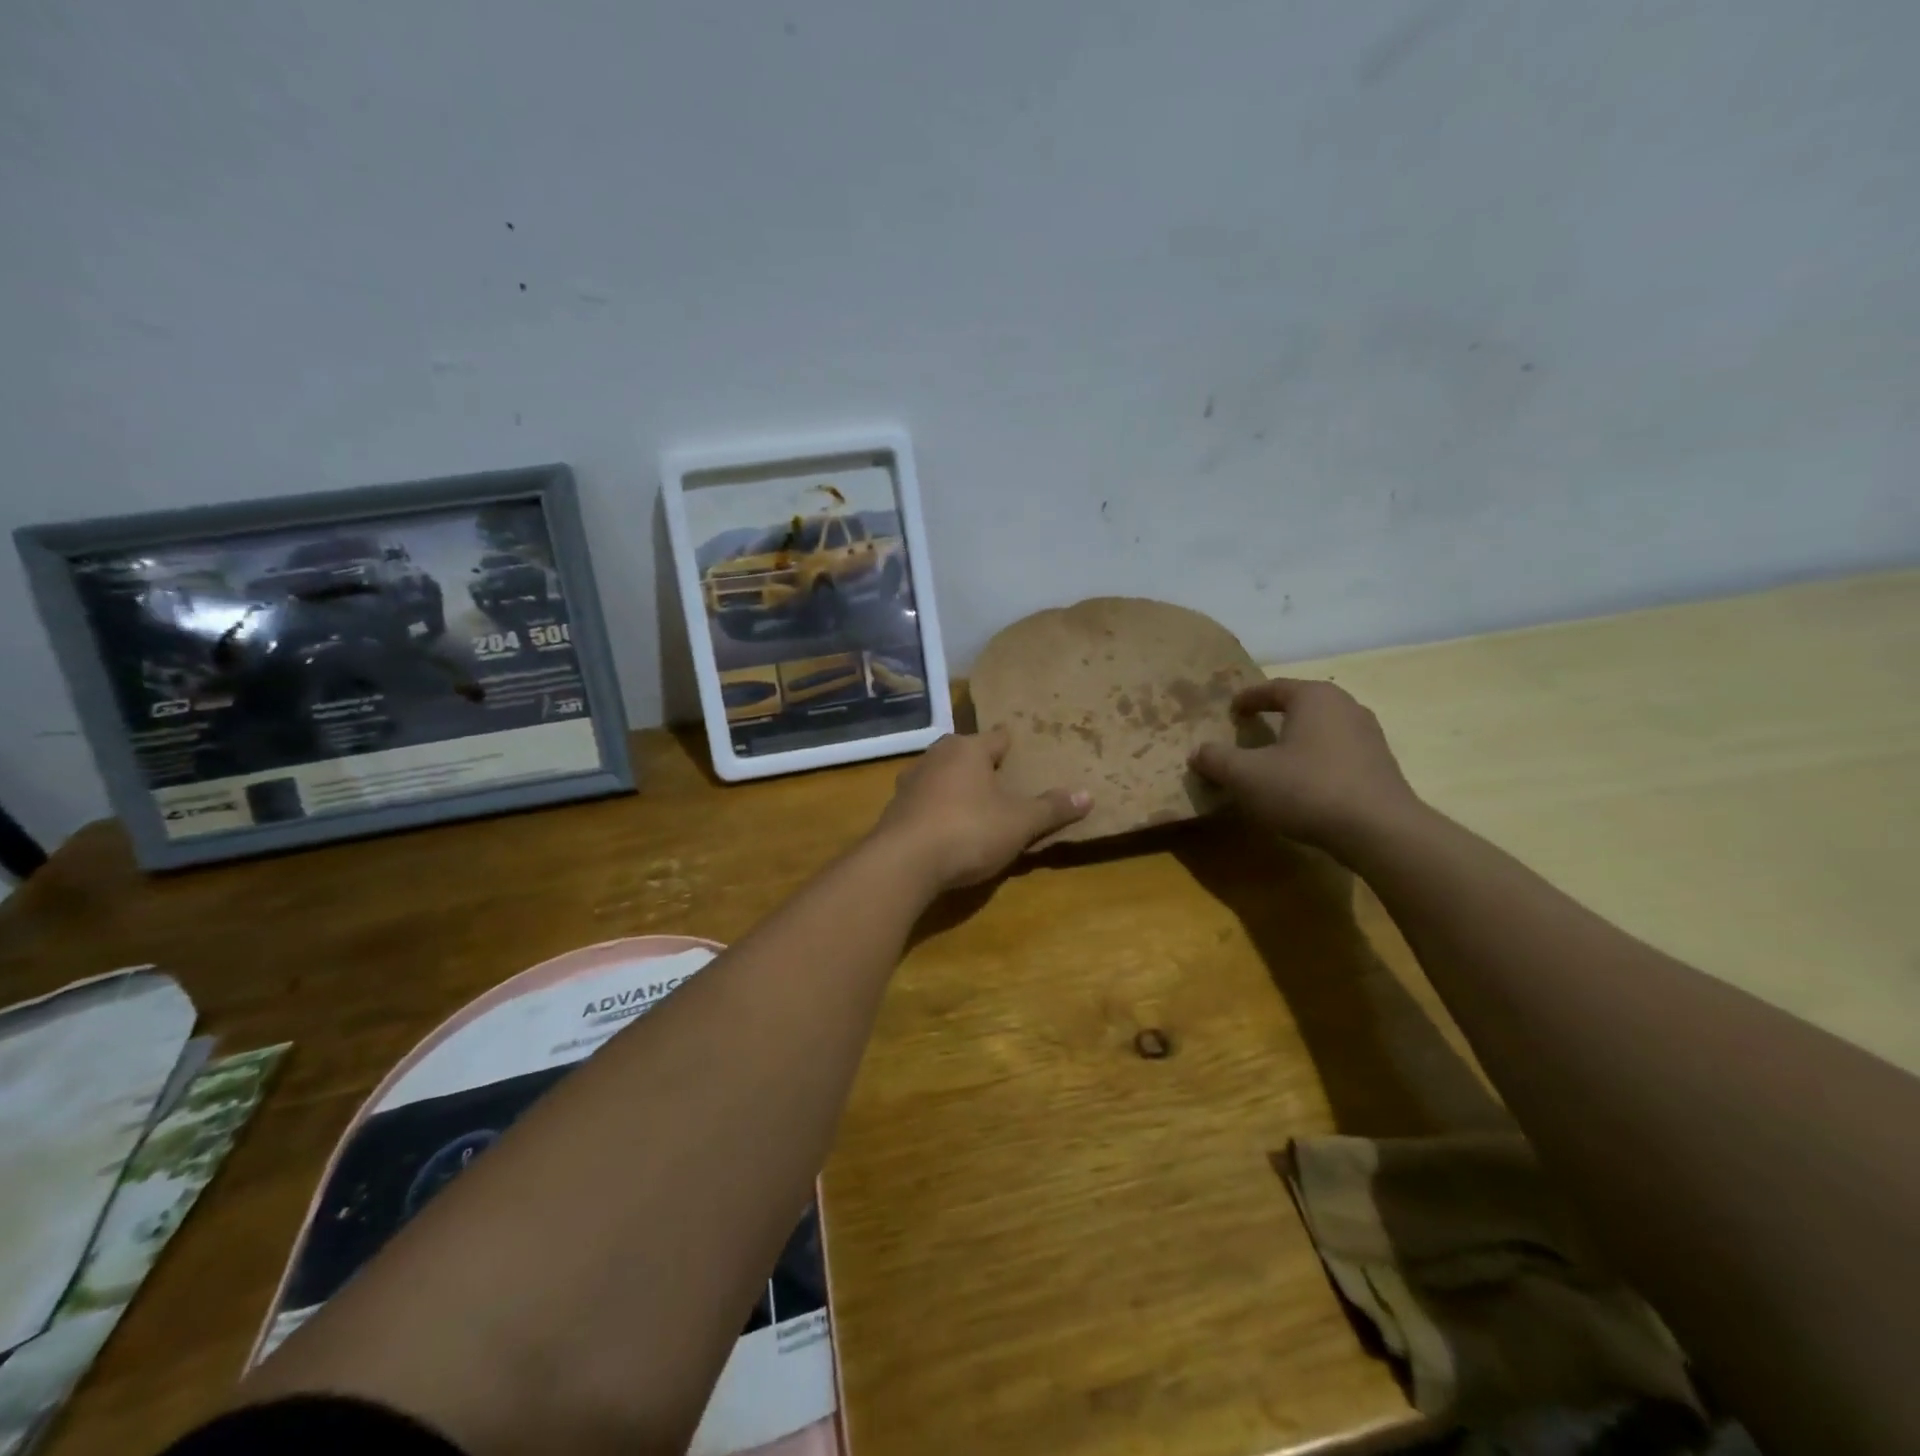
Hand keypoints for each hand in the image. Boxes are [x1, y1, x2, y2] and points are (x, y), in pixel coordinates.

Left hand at [871, 728, 1090, 892]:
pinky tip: (947, 829)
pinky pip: (924, 803)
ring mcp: (909, 783)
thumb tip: (1088, 795)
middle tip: (1003, 780)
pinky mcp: (894, 811)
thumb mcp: (1019, 823)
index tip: (1024, 751)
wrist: (903, 863)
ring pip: (940, 776)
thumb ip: (1051, 808)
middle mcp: (935, 757)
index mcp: (967, 749)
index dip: (1013, 745)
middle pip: (965, 753)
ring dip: (956, 788)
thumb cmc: (968, 831)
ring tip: (975, 805)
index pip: (997, 737)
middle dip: (981, 765)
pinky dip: (937, 811)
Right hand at [1188, 678, 1420, 855]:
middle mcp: (1346, 707)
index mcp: (1314, 697)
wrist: (1379, 831)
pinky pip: (1339, 753)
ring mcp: (1369, 736)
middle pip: (1302, 704)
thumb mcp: (1246, 776)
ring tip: (1277, 758)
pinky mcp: (1381, 766)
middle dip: (1275, 715)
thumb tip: (1198, 752)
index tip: (1231, 710)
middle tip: (1252, 729)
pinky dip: (1317, 760)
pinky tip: (1305, 783)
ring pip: (1323, 729)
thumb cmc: (1306, 789)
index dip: (1248, 698)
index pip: (1274, 688)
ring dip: (1298, 739)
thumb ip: (1217, 759)